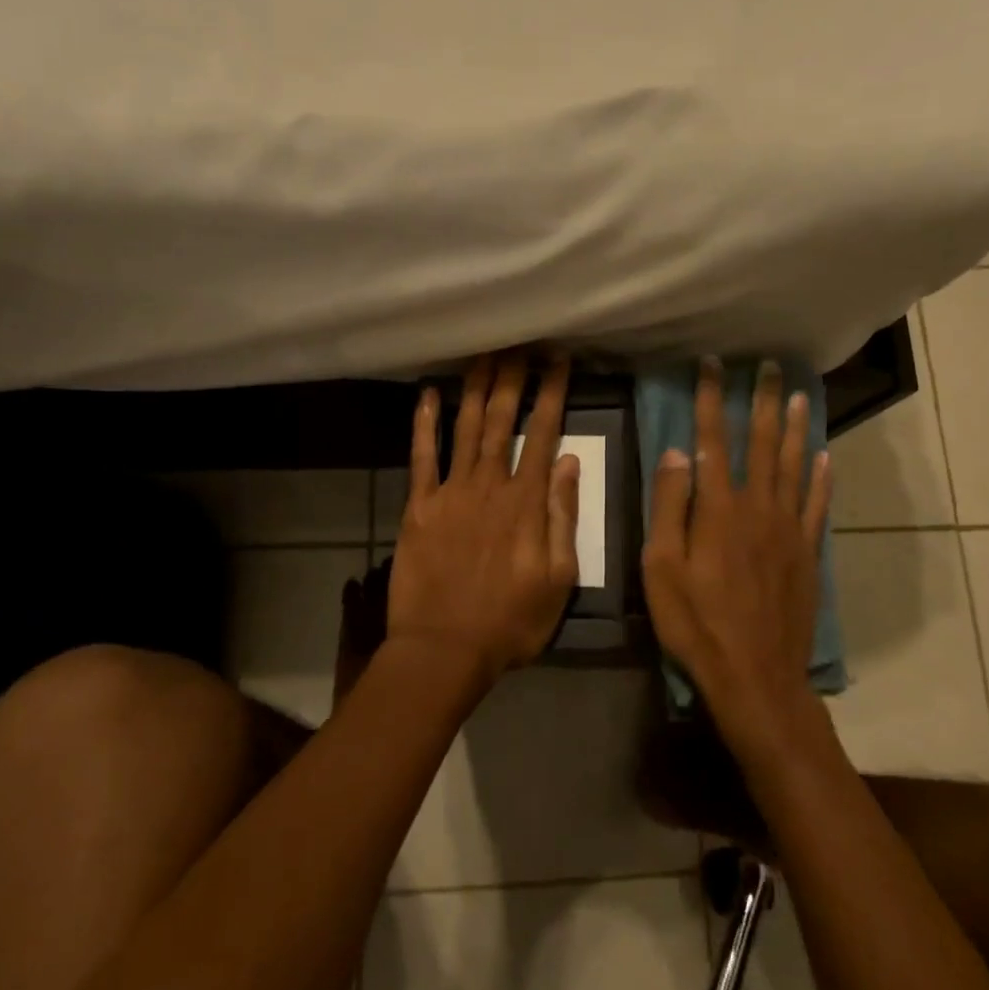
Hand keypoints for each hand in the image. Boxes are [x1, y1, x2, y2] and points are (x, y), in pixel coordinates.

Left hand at [388, 351, 581, 680]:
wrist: (443, 649)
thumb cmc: (510, 621)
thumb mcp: (558, 578)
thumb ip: (563, 517)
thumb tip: (569, 462)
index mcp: (526, 502)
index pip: (544, 433)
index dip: (552, 393)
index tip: (558, 360)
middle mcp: (489, 484)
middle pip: (503, 419)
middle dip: (513, 377)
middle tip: (519, 340)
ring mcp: (450, 492)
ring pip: (466, 427)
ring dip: (476, 388)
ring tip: (484, 353)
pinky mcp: (419, 506)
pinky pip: (421, 457)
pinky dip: (424, 424)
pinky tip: (428, 394)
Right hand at [642, 358, 832, 751]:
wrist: (755, 675)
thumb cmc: (696, 624)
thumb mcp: (662, 568)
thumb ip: (670, 507)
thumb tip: (676, 452)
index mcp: (718, 509)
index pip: (712, 440)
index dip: (711, 399)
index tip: (712, 364)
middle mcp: (758, 507)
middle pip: (762, 443)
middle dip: (763, 401)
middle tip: (769, 366)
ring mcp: (789, 529)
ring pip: (795, 466)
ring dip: (796, 428)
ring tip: (800, 395)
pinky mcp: (808, 553)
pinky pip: (818, 505)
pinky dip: (823, 478)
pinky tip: (826, 456)